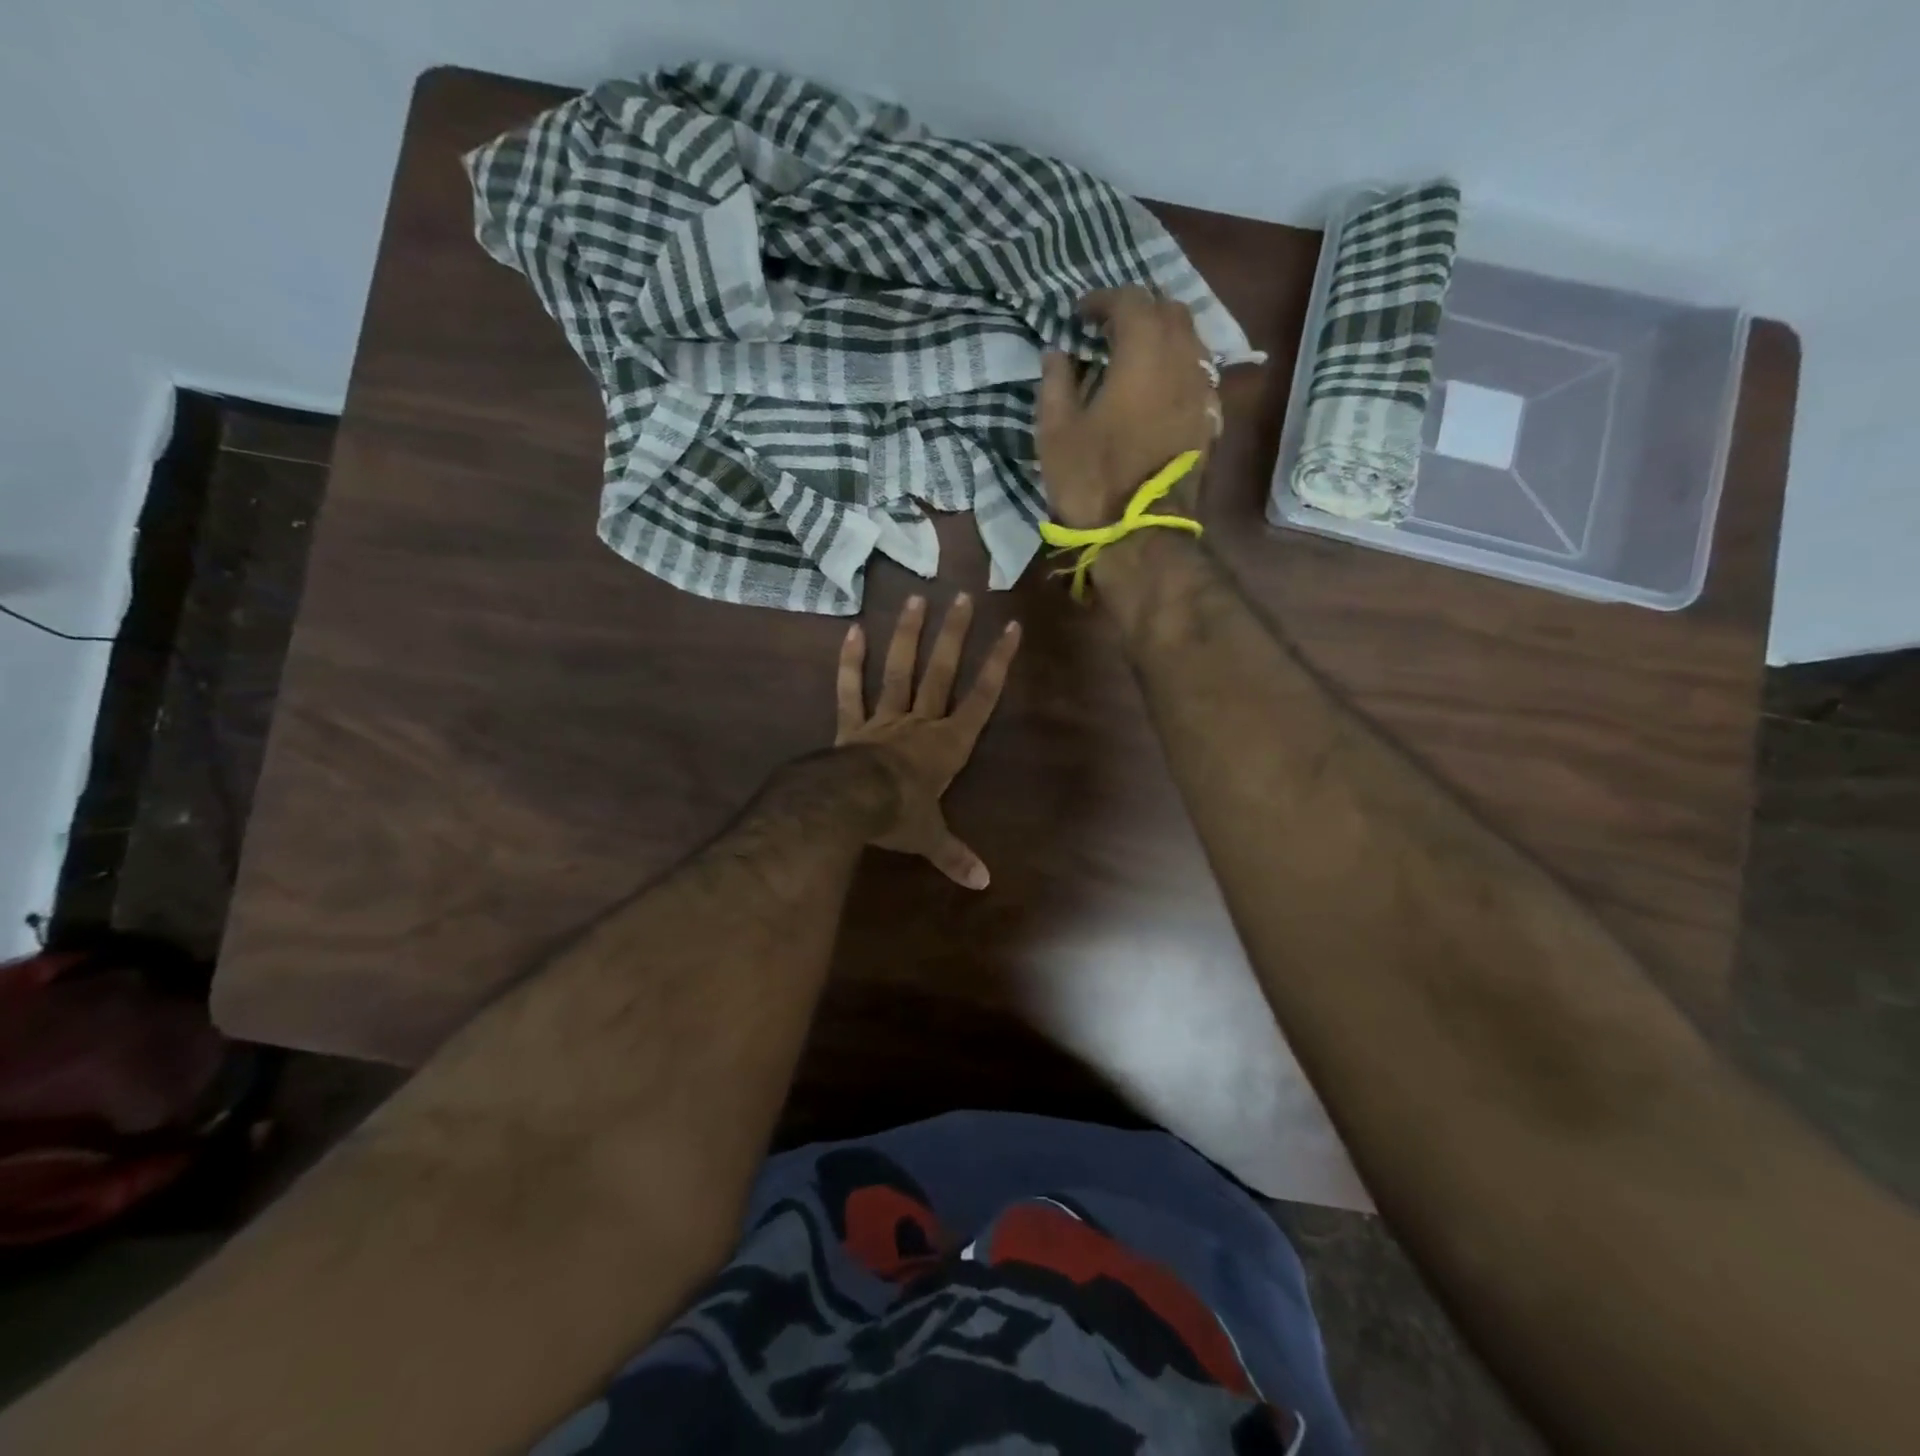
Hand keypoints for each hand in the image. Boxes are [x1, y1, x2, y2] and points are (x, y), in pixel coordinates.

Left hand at [835, 594, 1021, 888]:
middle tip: (963, 597)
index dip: (998, 664)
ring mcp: (884, 719)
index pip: (981, 698)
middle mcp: (919, 723)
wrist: (851, 805)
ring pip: (899, 670)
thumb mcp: (931, 839)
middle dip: (955, 635)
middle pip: (941, 672)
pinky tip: (853, 630)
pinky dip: (850, 662)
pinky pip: (850, 690)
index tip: (1011, 629)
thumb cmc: (899, 816)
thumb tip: (984, 883)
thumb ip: (956, 856)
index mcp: (947, 744)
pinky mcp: (851, 724)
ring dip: (908, 635)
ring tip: (916, 599)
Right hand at [1036, 287, 1221, 528]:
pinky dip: (1176, 366)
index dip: (1102, 300)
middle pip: (1169, 310)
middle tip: (1108, 328)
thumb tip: (1057, 352)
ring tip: (1133, 355)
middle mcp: (1182, 360)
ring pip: (1190, 339)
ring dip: (1161, 335)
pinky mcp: (1209, 419)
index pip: (1130, 300)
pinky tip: (1156, 387)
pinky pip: (1197, 373)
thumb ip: (1056, 382)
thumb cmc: (1092, 481)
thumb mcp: (1055, 432)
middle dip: (1138, 310)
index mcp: (1142, 354)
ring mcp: (1202, 390)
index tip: (1079, 315)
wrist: (1142, 534)